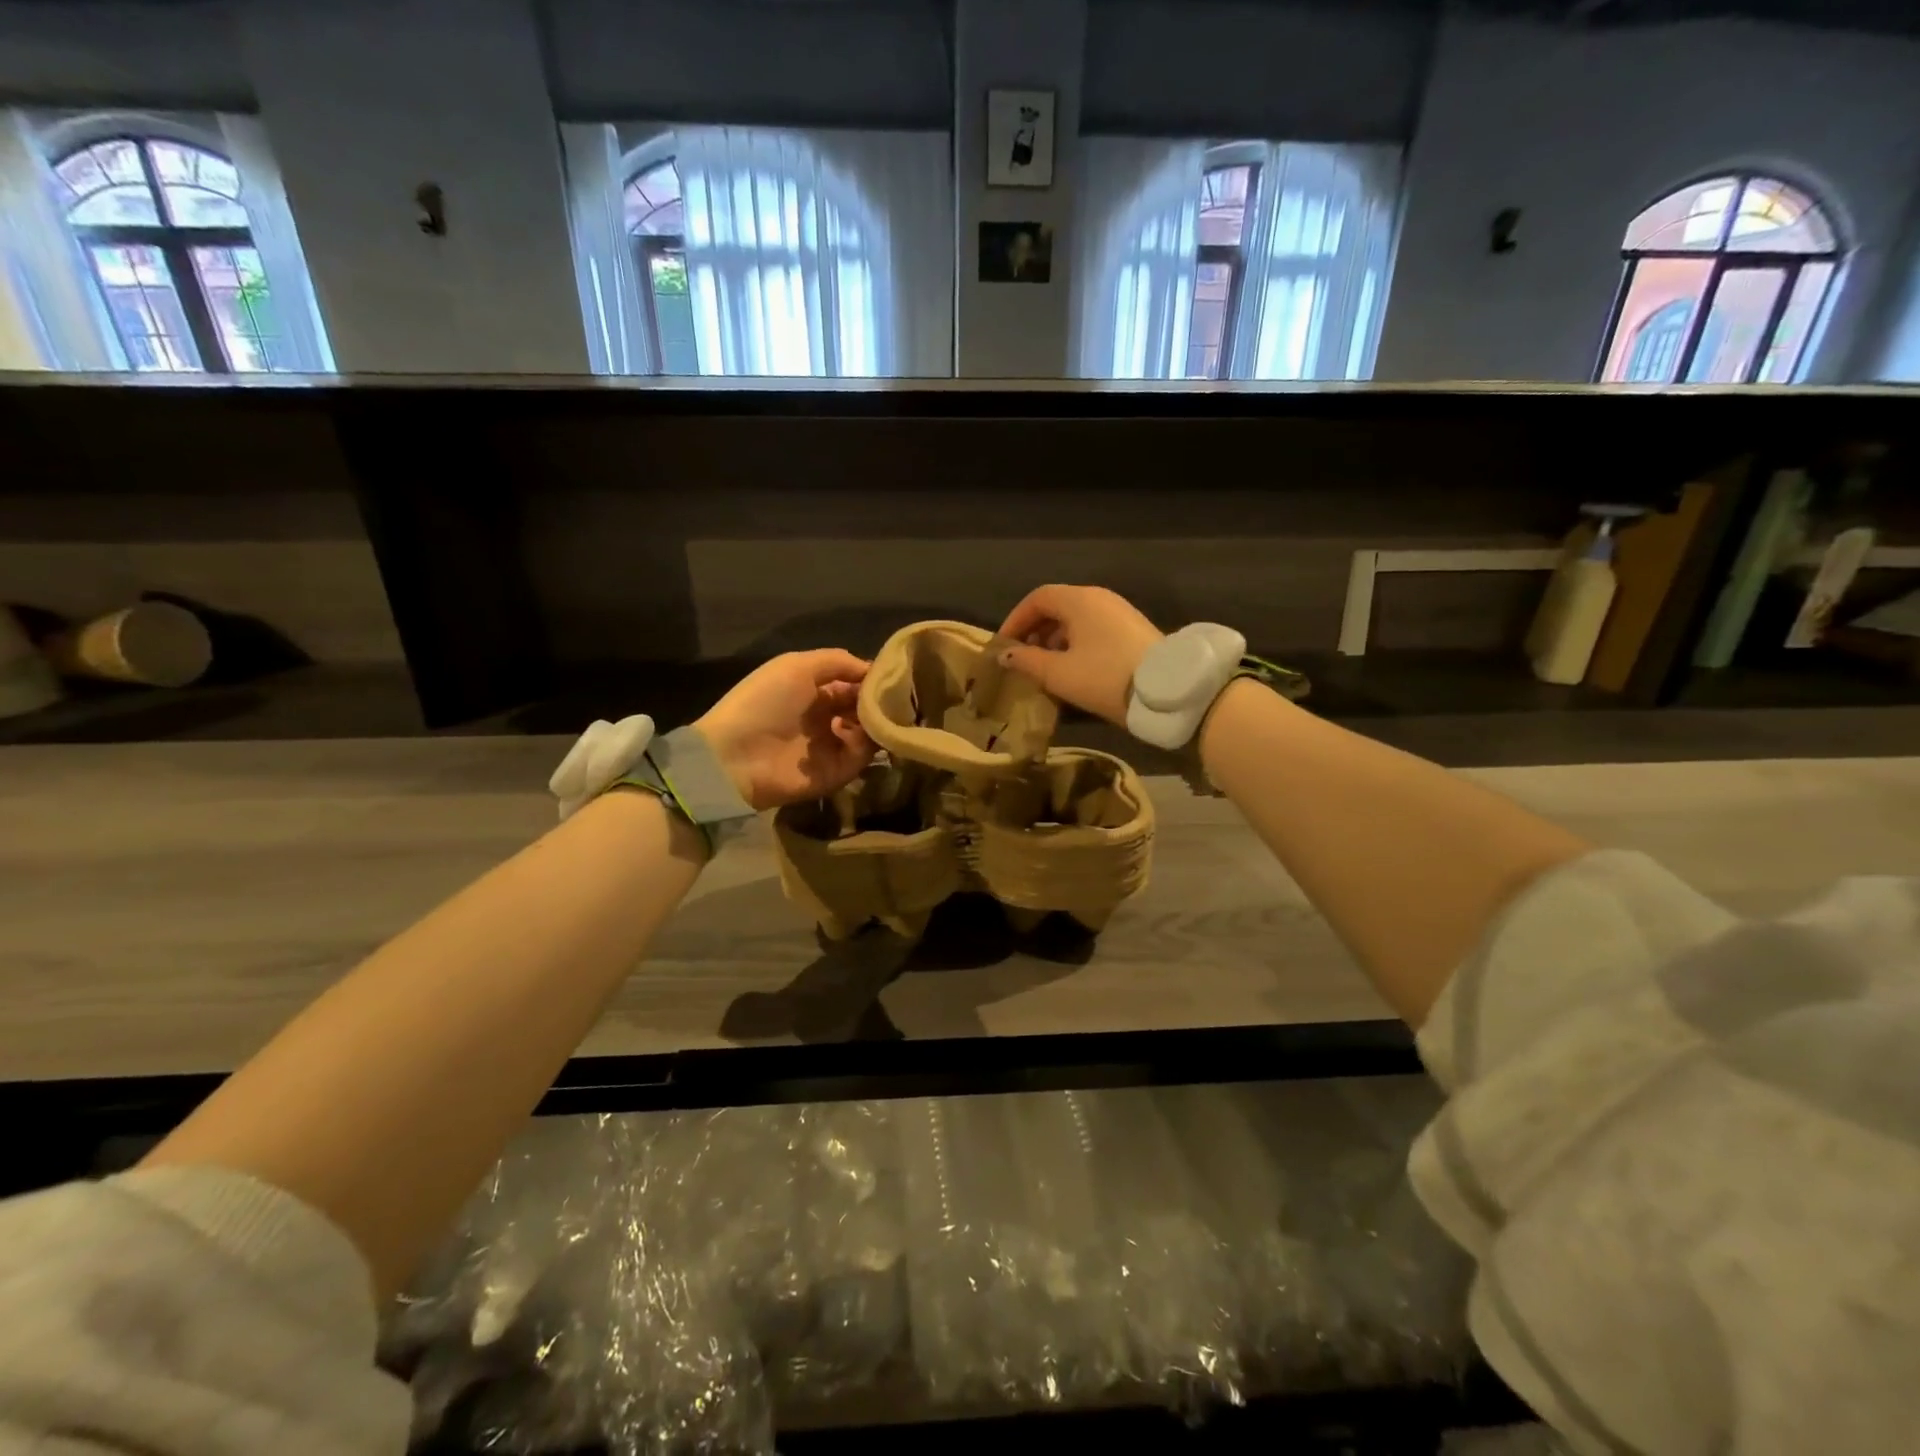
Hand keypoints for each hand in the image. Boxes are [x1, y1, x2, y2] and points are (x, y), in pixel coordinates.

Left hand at [695, 649, 875, 811]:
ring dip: (874, 721)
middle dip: (878, 701)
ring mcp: (832, 747)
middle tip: (893, 697)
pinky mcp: (836, 774)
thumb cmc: (763, 702)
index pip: (854, 684)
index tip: (892, 675)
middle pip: (864, 708)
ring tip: (874, 713)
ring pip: (869, 732)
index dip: (871, 678)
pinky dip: (863, 743)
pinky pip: (861, 756)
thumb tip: (873, 669)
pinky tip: (850, 732)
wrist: (735, 756)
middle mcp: (826, 718)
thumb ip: (838, 661)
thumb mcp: (797, 666)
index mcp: (814, 692)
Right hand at [994, 585, 1163, 726]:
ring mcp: (1120, 612)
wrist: (1166, 691)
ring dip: (1055, 639)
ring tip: (1046, 668)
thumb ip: (1027, 661)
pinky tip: (1074, 669)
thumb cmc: (1104, 677)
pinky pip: (1094, 629)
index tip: (1004, 645)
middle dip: (1035, 630)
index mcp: (1079, 600)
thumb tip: (1006, 654)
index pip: (1038, 598)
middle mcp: (1100, 598)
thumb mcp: (1059, 673)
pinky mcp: (1134, 630)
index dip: (1016, 619)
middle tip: (1023, 658)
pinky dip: (1076, 643)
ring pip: (1077, 619)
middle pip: (1058, 606)